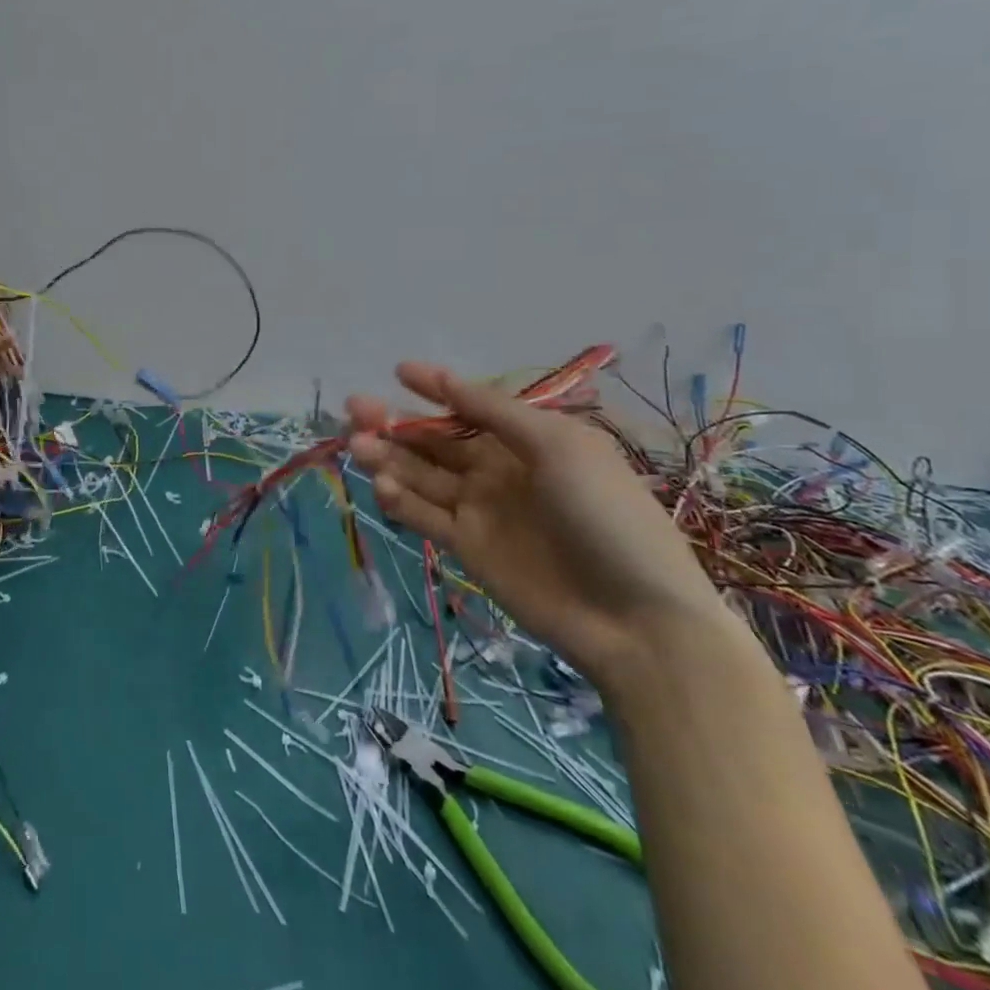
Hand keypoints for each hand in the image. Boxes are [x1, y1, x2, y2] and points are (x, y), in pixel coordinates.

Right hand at [348, 362, 730, 690]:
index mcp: (528, 440)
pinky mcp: (468, 548)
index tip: (399, 371)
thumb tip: (446, 380)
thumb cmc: (605, 514)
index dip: (436, 388)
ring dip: (388, 458)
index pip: (471, 406)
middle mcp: (499, 470)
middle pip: (436, 440)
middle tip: (354, 410)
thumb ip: (496, 412)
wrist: (635, 618)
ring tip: (357, 446)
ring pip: (422, 475)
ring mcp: (482, 510)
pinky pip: (426, 516)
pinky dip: (402, 501)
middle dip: (396, 422)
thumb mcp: (559, 446)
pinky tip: (384, 489)